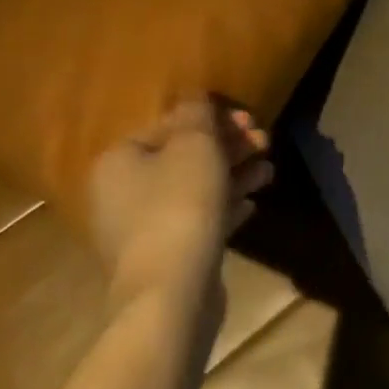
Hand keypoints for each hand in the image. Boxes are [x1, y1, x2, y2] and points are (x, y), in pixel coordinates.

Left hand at [87, 98, 270, 310]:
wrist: (172, 290)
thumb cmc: (179, 205)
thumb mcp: (194, 145)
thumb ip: (197, 114)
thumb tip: (196, 97)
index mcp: (119, 160)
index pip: (168, 124)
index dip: (212, 118)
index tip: (249, 119)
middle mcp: (122, 192)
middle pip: (183, 156)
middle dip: (228, 146)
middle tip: (264, 142)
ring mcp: (142, 228)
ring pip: (195, 188)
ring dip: (234, 174)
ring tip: (268, 172)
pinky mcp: (166, 255)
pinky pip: (198, 220)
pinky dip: (225, 207)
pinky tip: (252, 204)